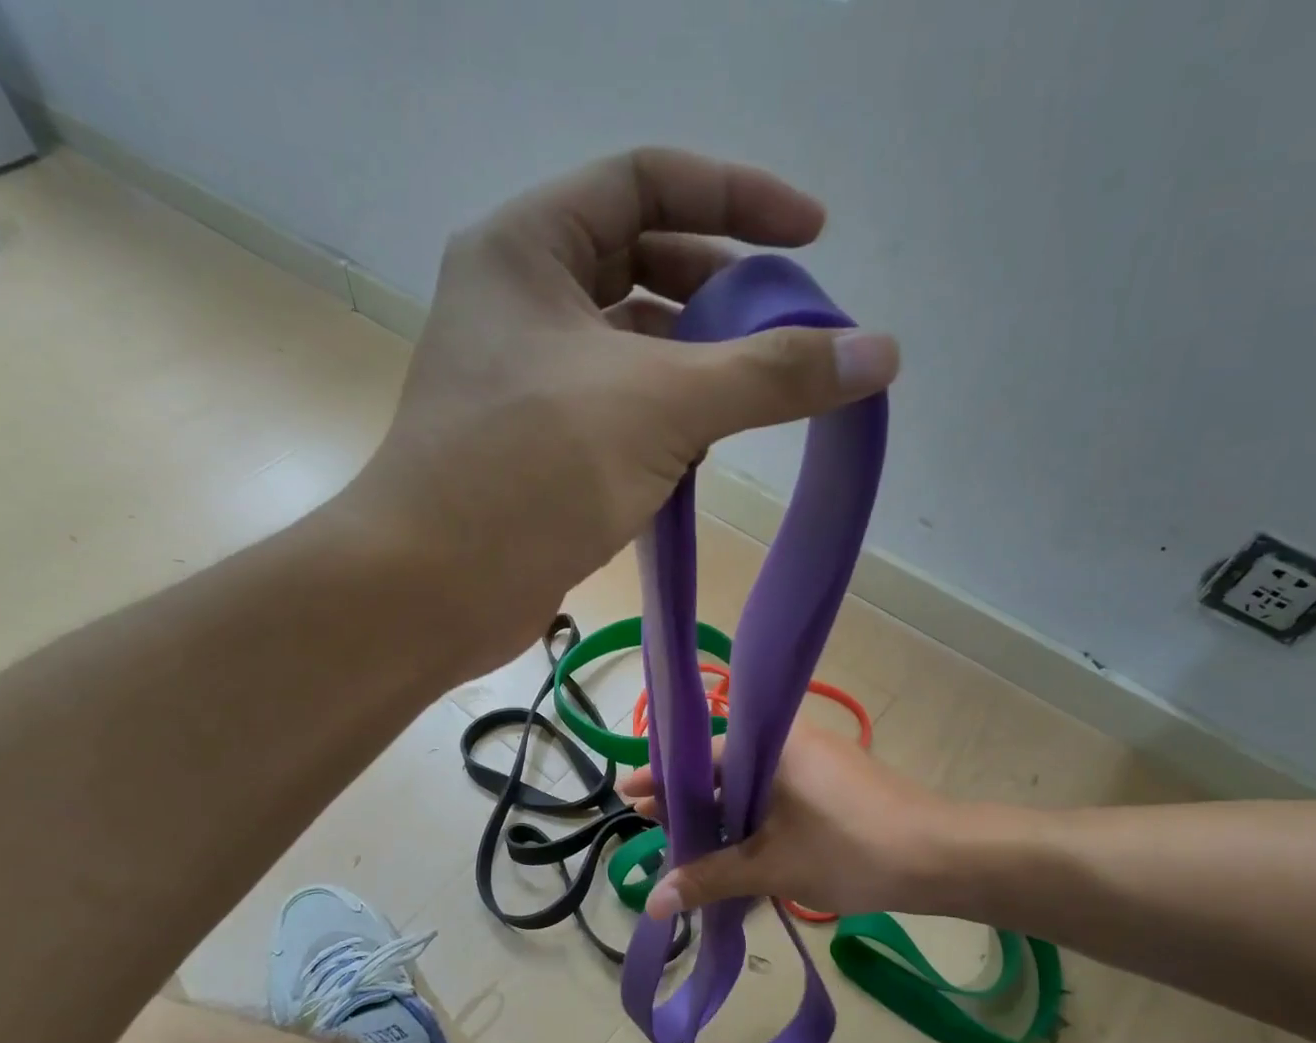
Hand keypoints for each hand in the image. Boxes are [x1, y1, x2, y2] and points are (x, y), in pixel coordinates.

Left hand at [343, 148, 899, 672]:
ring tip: (754, 403)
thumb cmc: (533, 470)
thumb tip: (880, 353)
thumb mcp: (663, 405)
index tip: (811, 240)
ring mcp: (524, 380)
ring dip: (697, 370)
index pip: (648, 181)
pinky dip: (665, 426)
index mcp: (528, 248)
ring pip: (632, 350)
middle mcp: (519, 302)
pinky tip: (700, 458)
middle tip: (788, 332)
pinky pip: (618, 413)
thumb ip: (772, 374)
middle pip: (642, 266)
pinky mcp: (536, 448)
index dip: (738, 199)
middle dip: (721, 295)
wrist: (435, 588)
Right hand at [618, 722, 943, 917]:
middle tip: (656, 827)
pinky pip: (778, 797)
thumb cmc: (849, 849)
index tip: (629, 795)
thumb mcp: (771, 866)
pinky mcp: (834, 786)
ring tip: (691, 848)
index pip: (701, 755)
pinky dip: (754, 821)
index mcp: (771, 742)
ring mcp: (816, 763)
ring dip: (723, 817)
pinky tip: (739, 852)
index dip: (662, 779)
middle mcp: (791, 741)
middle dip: (690, 801)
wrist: (943, 859)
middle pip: (724, 768)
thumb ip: (709, 879)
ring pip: (752, 786)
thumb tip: (653, 903)